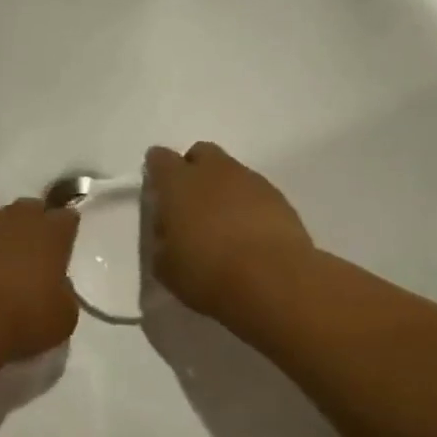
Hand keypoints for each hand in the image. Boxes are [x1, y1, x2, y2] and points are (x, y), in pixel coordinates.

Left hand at [0, 199, 79, 362]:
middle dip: (29, 227)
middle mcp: (15, 218)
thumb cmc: (22, 320)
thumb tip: (54, 284)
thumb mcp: (63, 317)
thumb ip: (63, 293)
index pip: (66, 218)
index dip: (63, 233)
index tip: (60, 250)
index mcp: (50, 234)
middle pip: (28, 209)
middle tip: (25, 257)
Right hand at [146, 142, 314, 320]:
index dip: (157, 171)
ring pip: (231, 172)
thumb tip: (170, 230)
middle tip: (190, 205)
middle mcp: (214, 172)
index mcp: (178, 183)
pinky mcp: (280, 198)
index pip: (160, 159)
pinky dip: (248, 205)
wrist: (272, 283)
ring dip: (222, 189)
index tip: (157, 191)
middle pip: (201, 154)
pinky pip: (255, 191)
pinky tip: (247, 234)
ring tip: (222, 225)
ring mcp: (251, 181)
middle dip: (193, 171)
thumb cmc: (206, 274)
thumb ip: (162, 238)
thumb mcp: (164, 265)